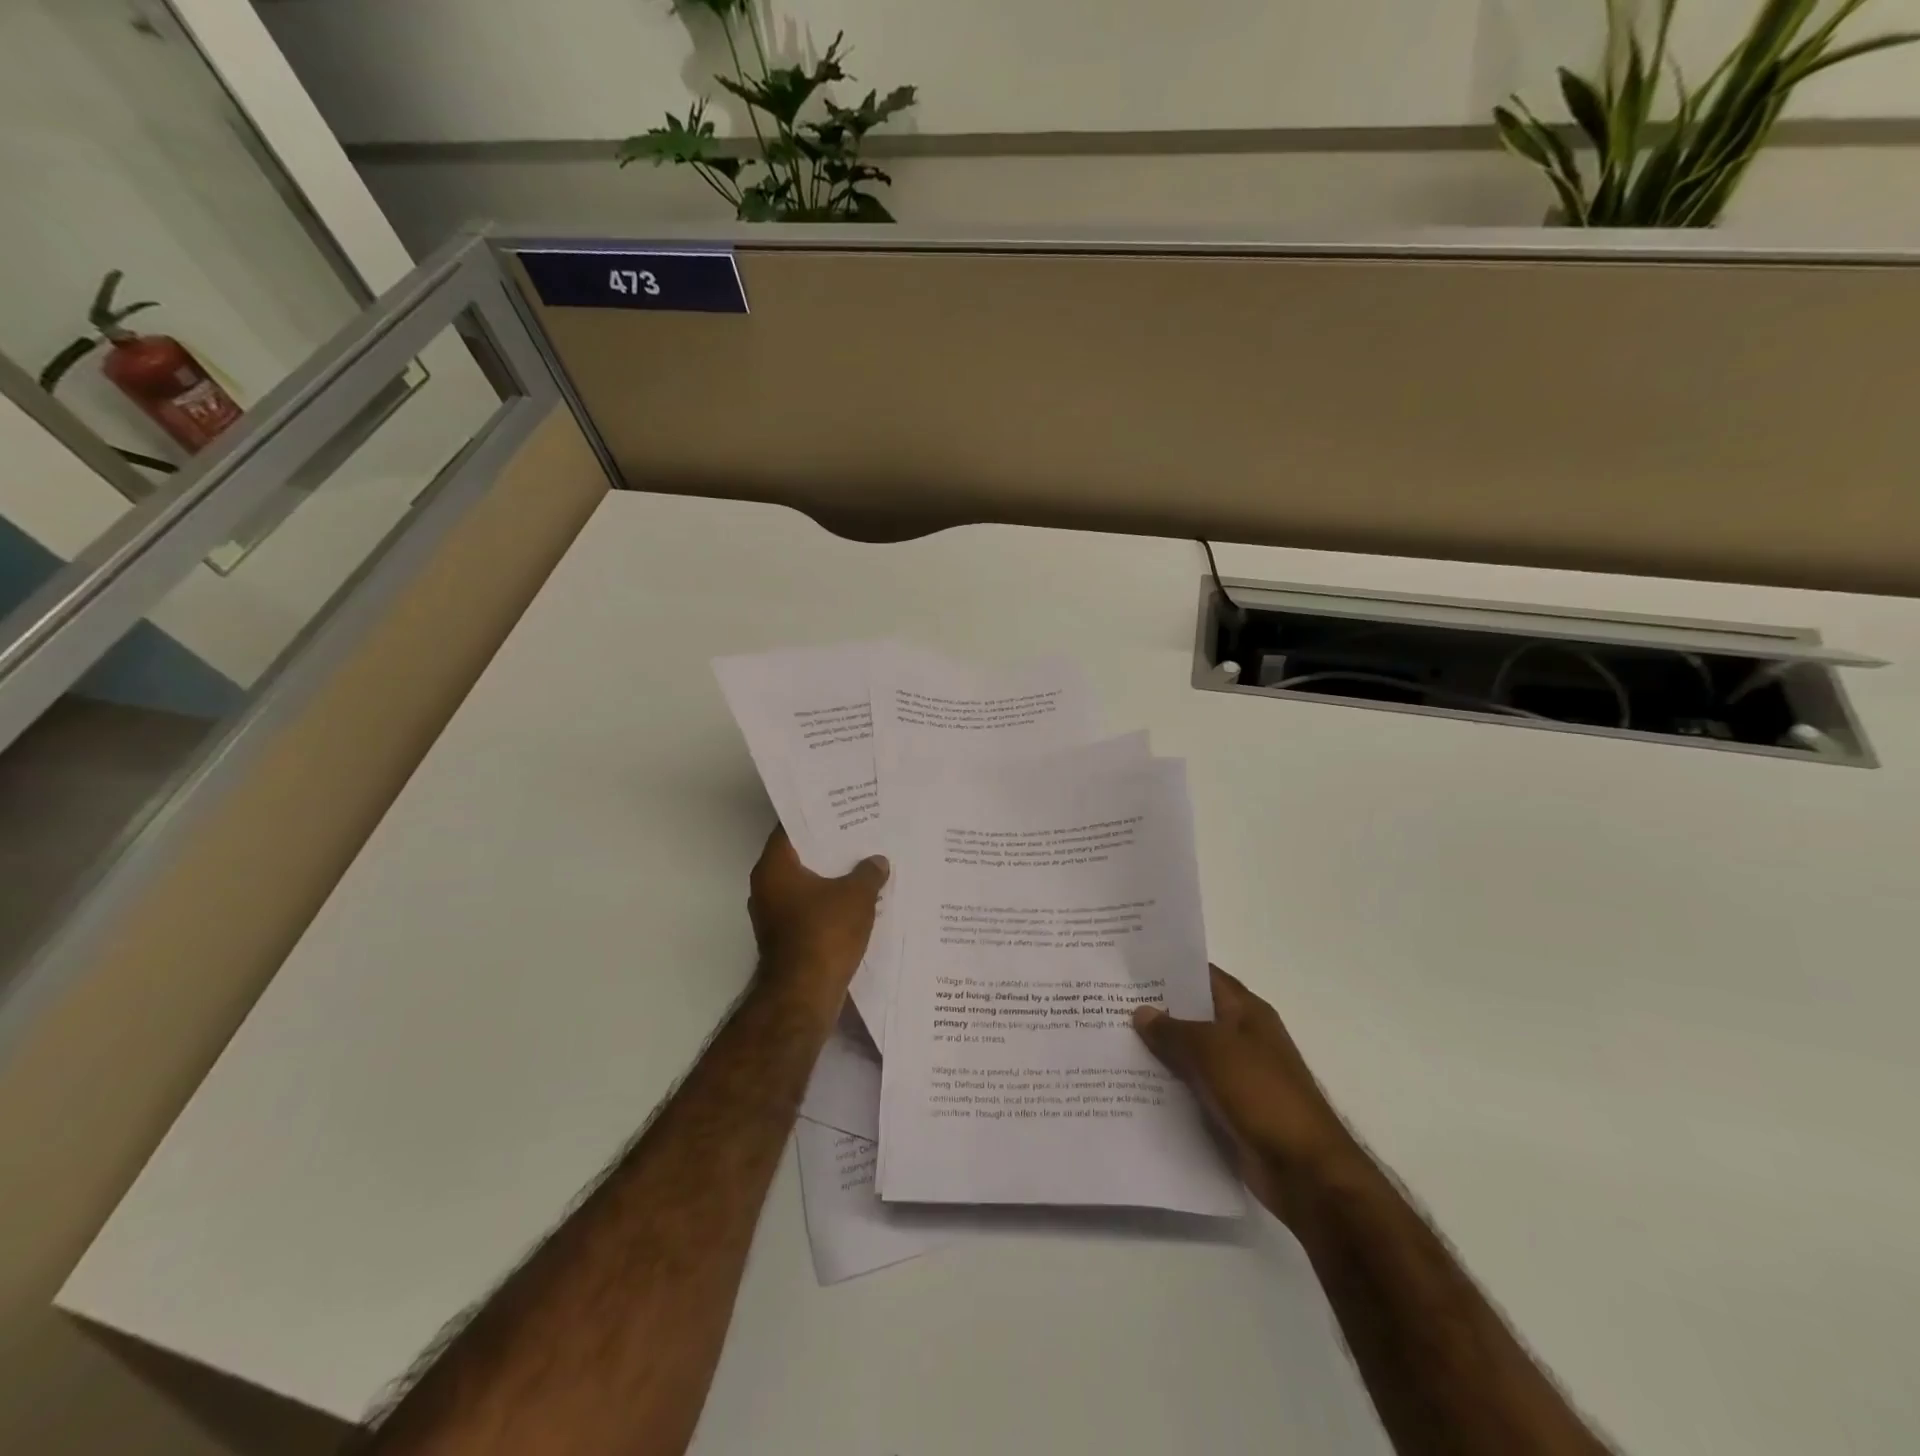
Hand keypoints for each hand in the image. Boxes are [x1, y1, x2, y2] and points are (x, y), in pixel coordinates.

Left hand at [747, 827, 888, 994]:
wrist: (804, 994)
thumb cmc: (825, 933)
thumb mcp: (857, 896)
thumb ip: (868, 872)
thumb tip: (877, 862)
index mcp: (774, 867)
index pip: (790, 828)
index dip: (816, 816)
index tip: (840, 808)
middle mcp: (766, 887)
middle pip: (799, 856)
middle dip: (828, 847)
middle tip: (859, 833)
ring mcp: (773, 915)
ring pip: (805, 885)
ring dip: (830, 877)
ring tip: (863, 864)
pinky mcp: (785, 938)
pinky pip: (809, 909)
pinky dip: (829, 902)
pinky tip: (857, 899)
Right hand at [1133, 965, 1356, 1218]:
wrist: (1304, 1171)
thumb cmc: (1261, 1094)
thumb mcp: (1212, 1051)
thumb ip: (1173, 1030)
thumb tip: (1141, 1012)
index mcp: (1247, 1013)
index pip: (1204, 977)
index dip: (1170, 969)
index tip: (1130, 965)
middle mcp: (1242, 1038)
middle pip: (1193, 1016)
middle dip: (1155, 1011)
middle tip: (1107, 1002)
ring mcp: (1237, 1076)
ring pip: (1188, 1055)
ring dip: (1157, 1052)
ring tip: (1110, 1042)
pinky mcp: (1229, 1111)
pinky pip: (1191, 1089)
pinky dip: (1166, 1087)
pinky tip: (1131, 1085)